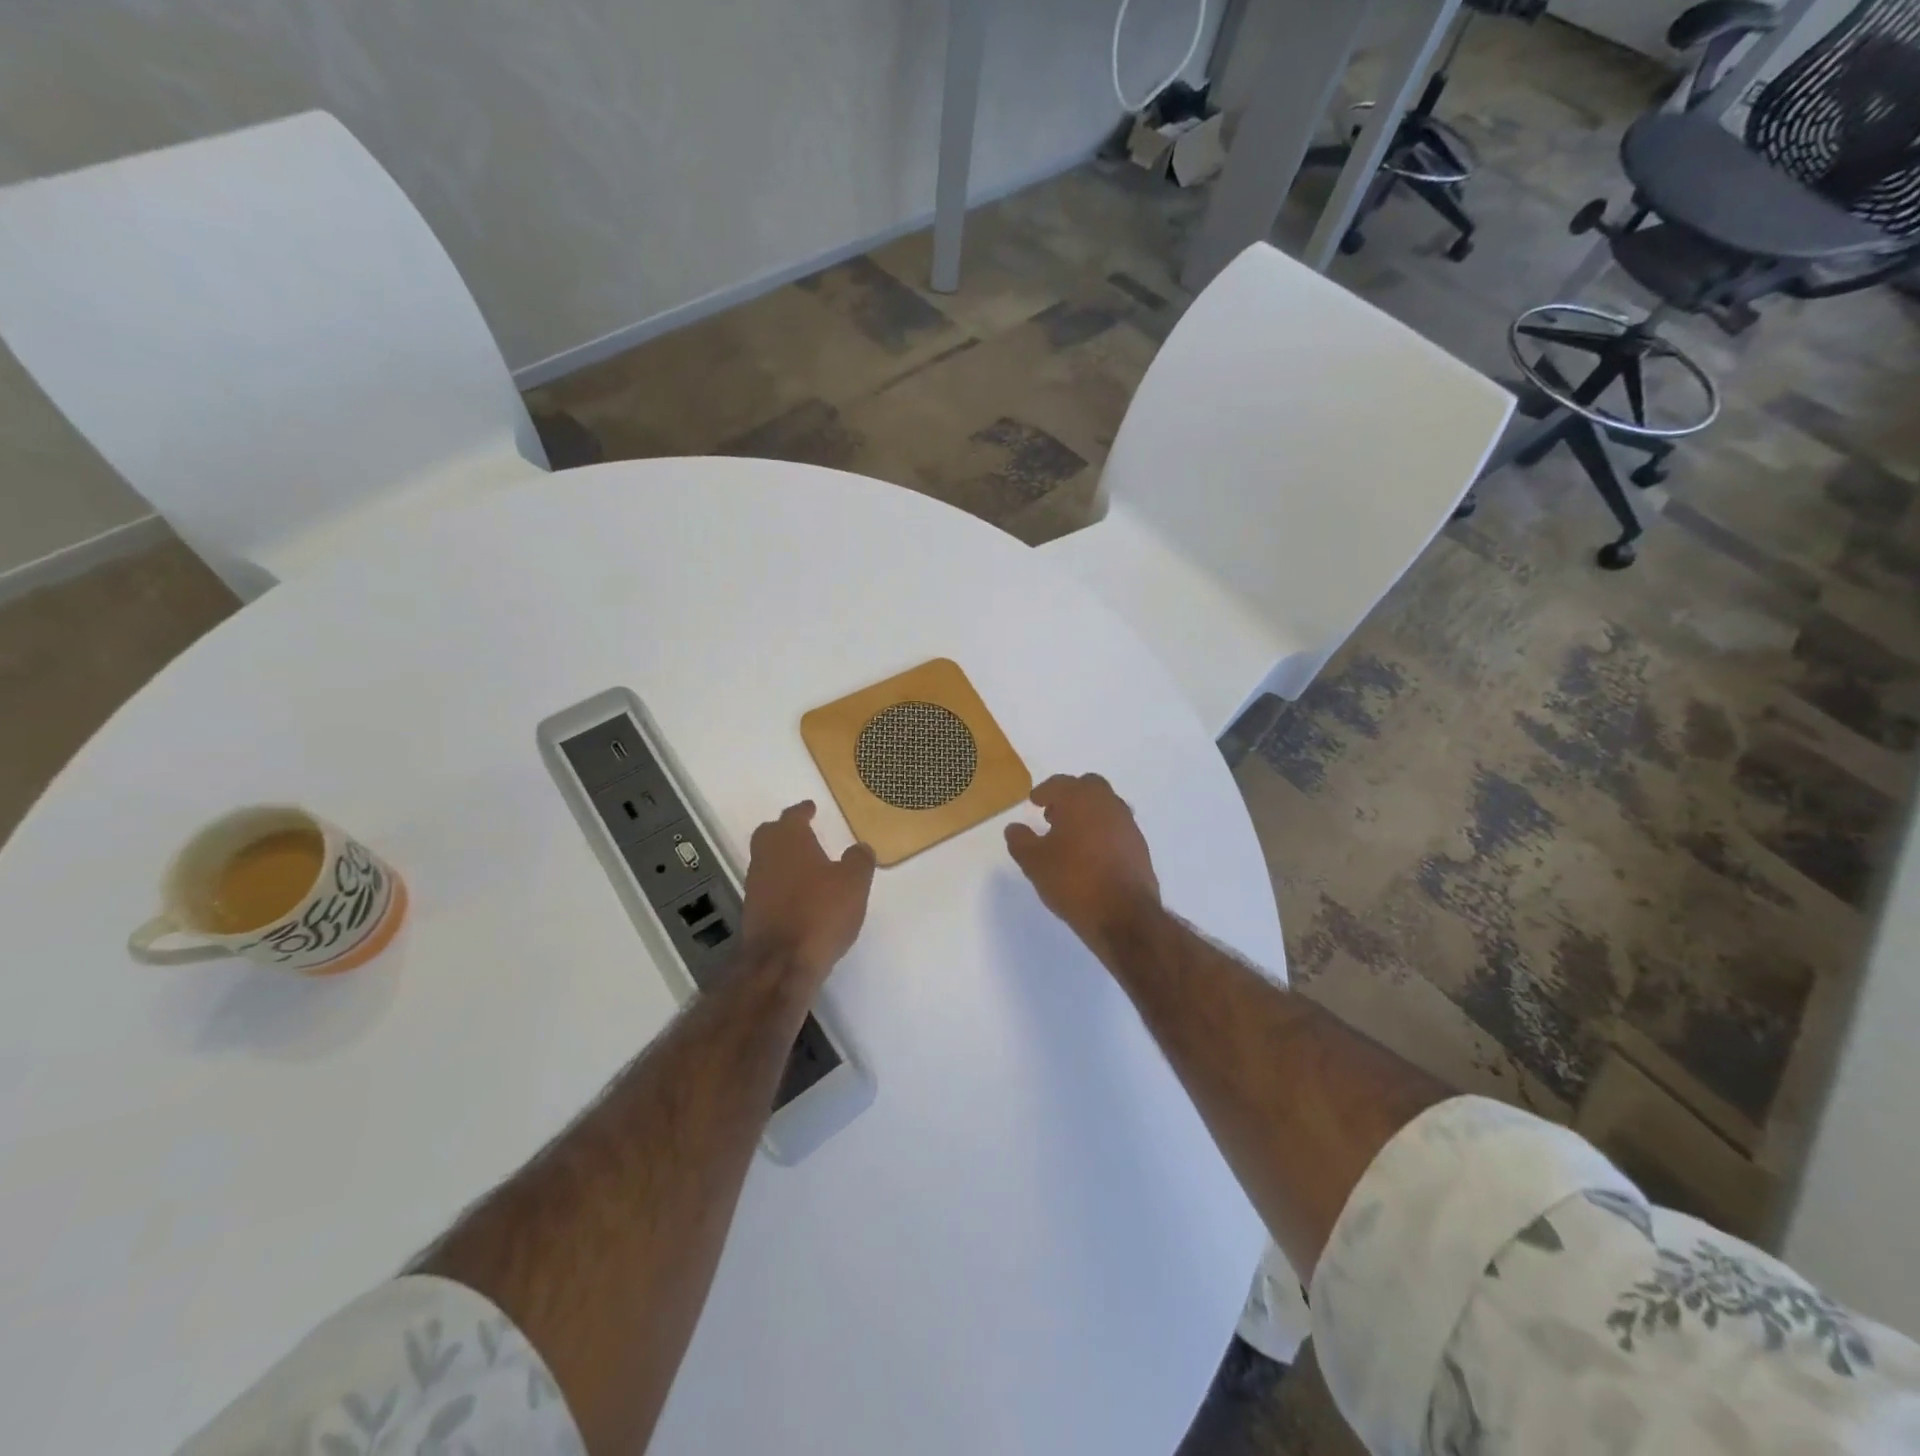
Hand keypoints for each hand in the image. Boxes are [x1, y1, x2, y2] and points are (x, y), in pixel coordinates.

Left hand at [740, 802, 875, 977]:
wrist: (782, 963)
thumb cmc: (820, 912)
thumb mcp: (853, 883)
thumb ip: (858, 860)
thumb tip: (860, 847)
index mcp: (789, 840)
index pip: (792, 816)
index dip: (803, 810)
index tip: (810, 807)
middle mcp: (766, 857)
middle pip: (770, 835)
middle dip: (785, 831)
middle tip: (803, 832)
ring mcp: (755, 886)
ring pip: (766, 861)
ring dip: (783, 859)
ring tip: (806, 865)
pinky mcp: (753, 913)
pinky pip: (768, 887)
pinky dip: (781, 885)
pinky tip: (799, 895)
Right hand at [1005, 774, 1161, 957]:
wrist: (1124, 915)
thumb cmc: (1073, 880)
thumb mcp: (1034, 863)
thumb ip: (1021, 841)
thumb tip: (1014, 828)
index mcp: (1080, 799)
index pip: (1059, 783)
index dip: (1044, 792)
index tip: (1034, 801)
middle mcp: (1108, 804)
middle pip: (1088, 787)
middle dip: (1070, 796)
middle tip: (1054, 815)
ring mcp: (1128, 824)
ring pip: (1106, 806)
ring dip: (1088, 814)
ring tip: (1071, 837)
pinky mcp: (1140, 846)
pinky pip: (1117, 828)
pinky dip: (1103, 832)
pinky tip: (1091, 854)